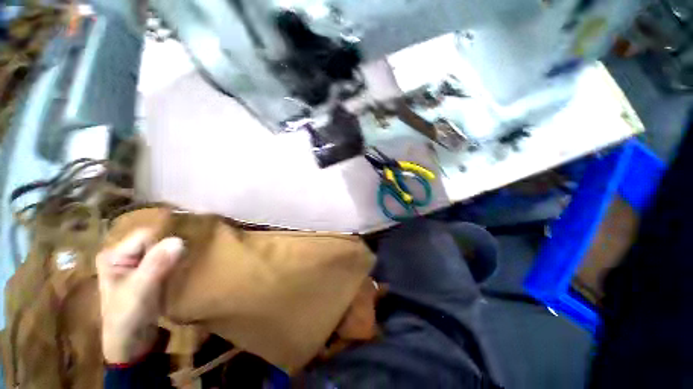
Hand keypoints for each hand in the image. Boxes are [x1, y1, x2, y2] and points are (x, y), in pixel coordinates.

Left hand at [96, 230, 183, 363]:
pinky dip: (175, 264)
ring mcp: (136, 266)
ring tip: (183, 268)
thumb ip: (156, 265)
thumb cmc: (127, 318)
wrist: (131, 346)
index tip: (176, 258)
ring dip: (175, 257)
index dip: (162, 245)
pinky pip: (166, 261)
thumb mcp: (140, 291)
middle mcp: (123, 256)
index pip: (146, 236)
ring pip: (162, 250)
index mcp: (113, 255)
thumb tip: (179, 240)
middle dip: (170, 250)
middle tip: (181, 264)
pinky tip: (180, 273)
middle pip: (155, 241)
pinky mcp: (147, 275)